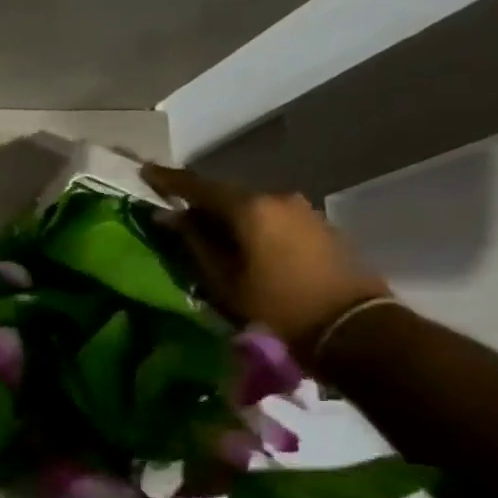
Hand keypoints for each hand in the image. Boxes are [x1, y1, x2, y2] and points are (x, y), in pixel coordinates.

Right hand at [142, 163, 391, 351]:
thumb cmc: (277, 305)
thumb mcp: (223, 279)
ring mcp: (302, 210)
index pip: (198, 186)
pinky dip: (248, 223)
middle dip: (197, 199)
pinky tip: (237, 240)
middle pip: (226, 193)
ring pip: (249, 205)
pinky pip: (270, 216)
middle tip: (171, 208)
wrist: (352, 325)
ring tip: (202, 228)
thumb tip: (169, 217)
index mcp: (249, 208)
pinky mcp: (317, 225)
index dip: (168, 180)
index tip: (145, 172)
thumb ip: (194, 242)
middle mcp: (276, 198)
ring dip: (224, 213)